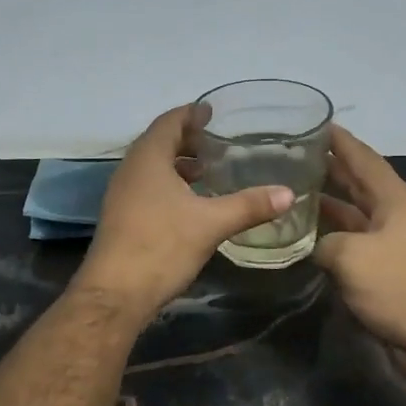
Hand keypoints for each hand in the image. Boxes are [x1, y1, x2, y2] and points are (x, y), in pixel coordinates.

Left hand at [74, 103, 294, 317]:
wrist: (115, 294)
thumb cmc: (161, 246)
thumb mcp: (212, 224)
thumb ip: (250, 205)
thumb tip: (289, 194)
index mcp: (148, 159)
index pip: (169, 122)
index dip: (191, 114)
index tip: (212, 112)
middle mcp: (130, 171)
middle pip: (159, 143)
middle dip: (187, 140)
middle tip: (217, 143)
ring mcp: (122, 196)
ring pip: (152, 168)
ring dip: (177, 165)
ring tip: (207, 172)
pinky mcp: (122, 219)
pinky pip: (147, 189)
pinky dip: (169, 186)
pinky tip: (190, 205)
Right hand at [315, 125, 405, 383]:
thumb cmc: (403, 286)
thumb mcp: (353, 257)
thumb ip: (324, 243)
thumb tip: (314, 246)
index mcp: (394, 198)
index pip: (362, 158)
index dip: (338, 140)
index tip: (313, 123)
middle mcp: (394, 215)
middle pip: (357, 184)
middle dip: (327, 170)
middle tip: (291, 159)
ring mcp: (392, 245)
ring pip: (352, 217)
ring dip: (325, 208)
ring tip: (290, 197)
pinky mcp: (388, 274)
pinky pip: (353, 248)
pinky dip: (330, 242)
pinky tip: (305, 243)